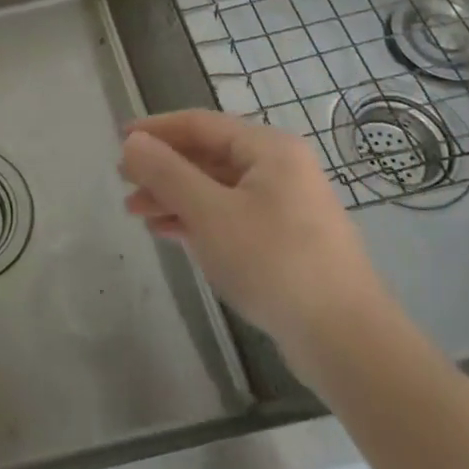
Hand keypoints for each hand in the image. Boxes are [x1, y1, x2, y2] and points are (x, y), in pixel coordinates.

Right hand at [120, 111, 395, 384]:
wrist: (349, 344)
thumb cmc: (274, 263)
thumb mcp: (210, 213)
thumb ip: (166, 173)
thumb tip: (132, 142)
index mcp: (269, 149)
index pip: (200, 123)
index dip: (156, 129)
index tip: (119, 140)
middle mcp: (280, 168)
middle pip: (208, 155)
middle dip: (163, 169)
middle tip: (125, 184)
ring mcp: (287, 206)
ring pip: (217, 188)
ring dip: (175, 196)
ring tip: (137, 214)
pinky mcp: (287, 241)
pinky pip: (231, 215)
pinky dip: (198, 219)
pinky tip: (169, 233)